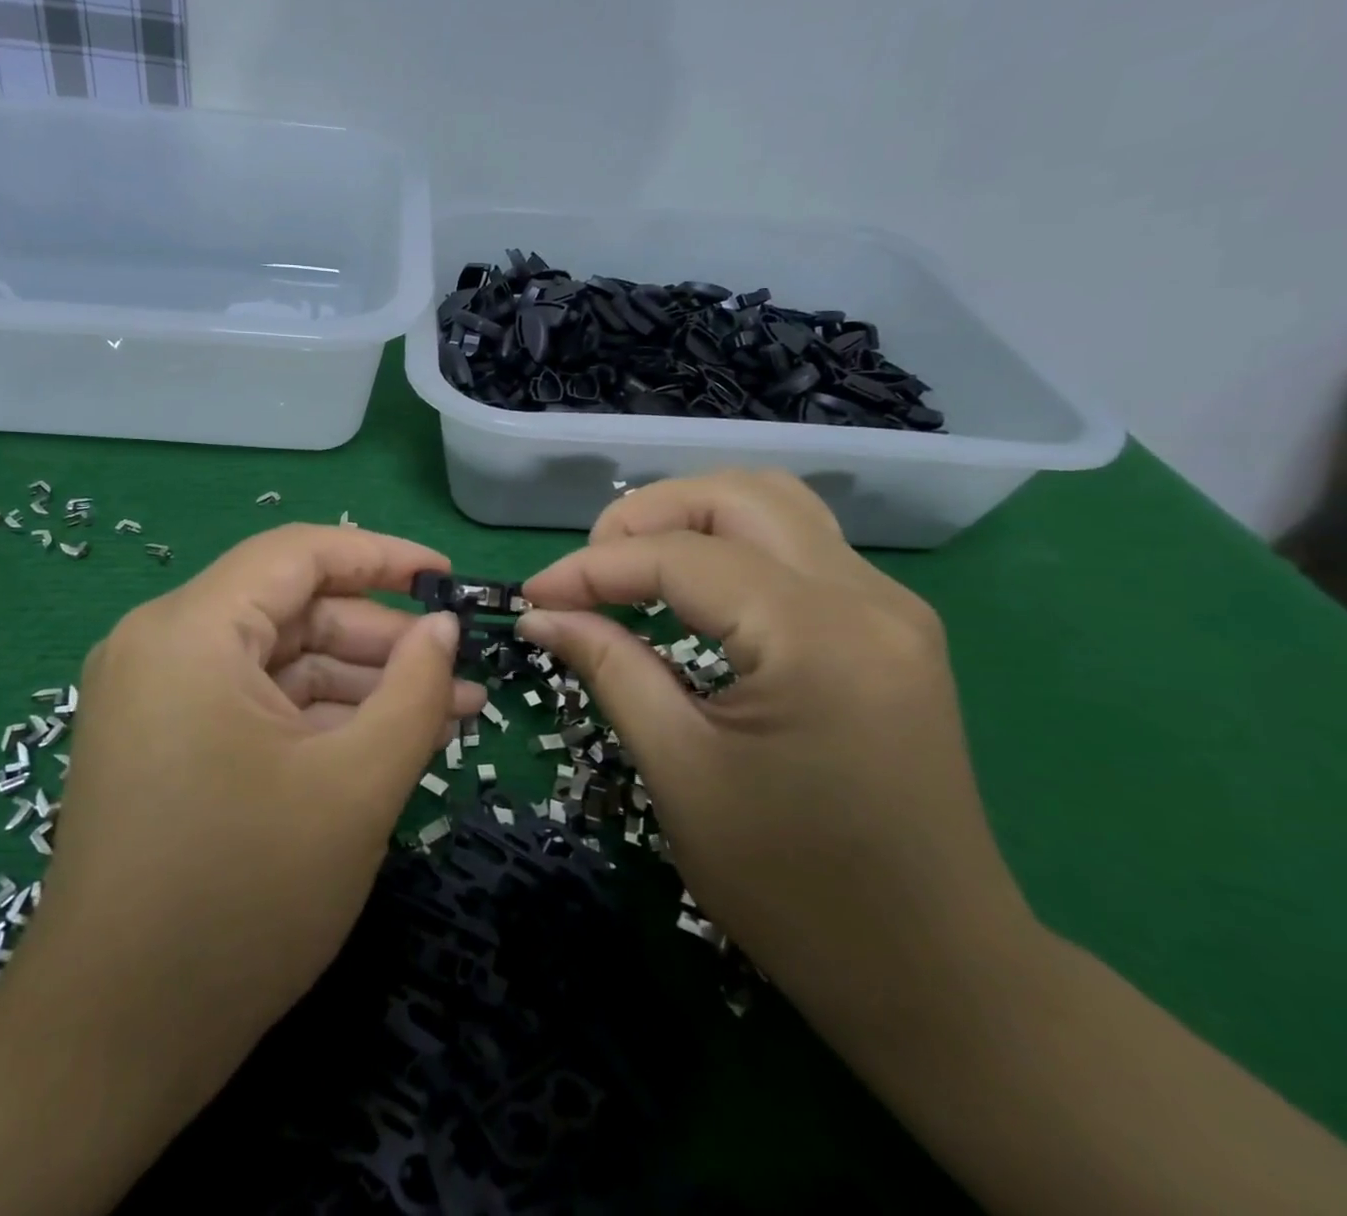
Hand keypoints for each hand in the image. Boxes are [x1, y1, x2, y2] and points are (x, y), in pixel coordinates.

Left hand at [0, 524, 483, 1132]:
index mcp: (190, 631)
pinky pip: (254, 702)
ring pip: (278, 660)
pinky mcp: (162, 740)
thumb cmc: (242, 900)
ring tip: (445, 713)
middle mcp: (161, 644)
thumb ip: (414, 691)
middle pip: (291, 609)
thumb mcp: (355, 786)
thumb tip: (446, 627)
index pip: (298, 553)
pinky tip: (384, 741)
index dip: (382, 555)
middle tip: (460, 674)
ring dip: (358, 683)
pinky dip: (317, 717)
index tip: (450, 576)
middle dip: (381, 638)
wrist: (112, 1041)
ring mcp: (156, 695)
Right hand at [517, 470, 1037, 1041]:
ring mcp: (889, 607)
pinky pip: (797, 545)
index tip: (532, 597)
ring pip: (774, 504)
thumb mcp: (680, 772)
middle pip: (737, 495)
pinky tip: (690, 588)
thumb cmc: (794, 888)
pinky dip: (729, 546)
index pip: (681, 557)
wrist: (935, 972)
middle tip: (587, 574)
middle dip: (644, 517)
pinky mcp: (890, 627)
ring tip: (631, 568)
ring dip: (690, 519)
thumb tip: (541, 613)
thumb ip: (609, 668)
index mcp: (816, 639)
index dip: (592, 568)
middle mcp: (867, 598)